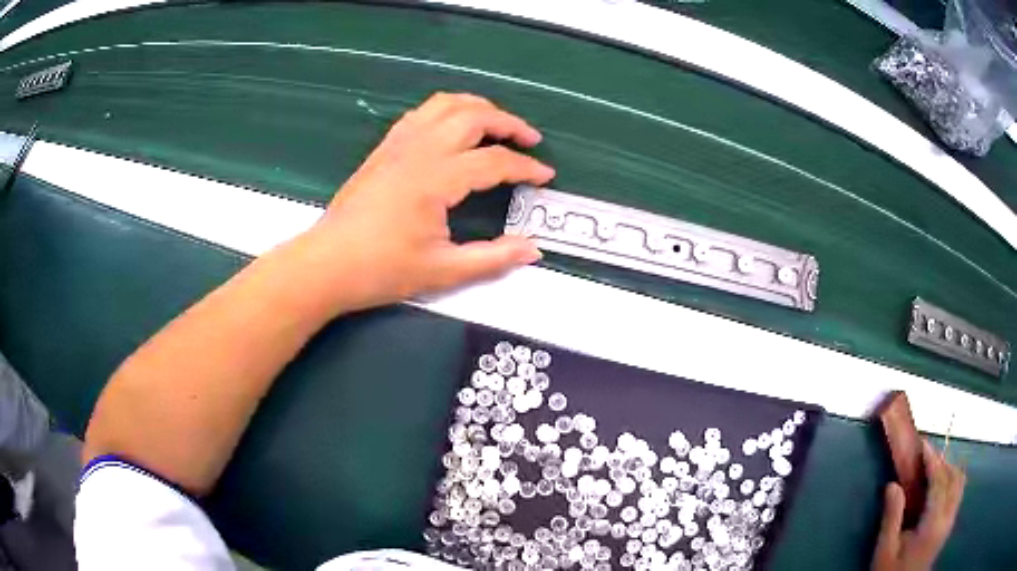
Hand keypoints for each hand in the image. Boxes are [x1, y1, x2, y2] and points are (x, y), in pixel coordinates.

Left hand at [302, 92, 553, 313]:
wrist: (326, 264)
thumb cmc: (381, 269)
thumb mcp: (443, 271)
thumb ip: (492, 258)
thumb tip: (533, 250)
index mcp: (437, 178)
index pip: (494, 161)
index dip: (525, 167)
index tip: (545, 176)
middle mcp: (420, 150)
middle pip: (473, 116)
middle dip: (508, 122)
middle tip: (529, 139)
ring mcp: (398, 144)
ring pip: (445, 104)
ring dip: (477, 107)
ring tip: (497, 123)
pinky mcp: (384, 148)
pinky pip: (421, 114)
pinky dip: (446, 111)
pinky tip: (452, 127)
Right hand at [872, 440, 965, 570]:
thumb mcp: (885, 552)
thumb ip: (891, 518)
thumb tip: (892, 484)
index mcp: (933, 523)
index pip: (940, 481)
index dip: (933, 460)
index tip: (922, 444)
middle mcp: (947, 517)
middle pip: (954, 477)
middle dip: (942, 461)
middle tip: (926, 456)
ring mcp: (950, 520)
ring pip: (959, 482)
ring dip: (949, 469)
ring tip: (933, 467)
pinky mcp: (949, 524)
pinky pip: (958, 491)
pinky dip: (952, 479)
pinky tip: (940, 484)